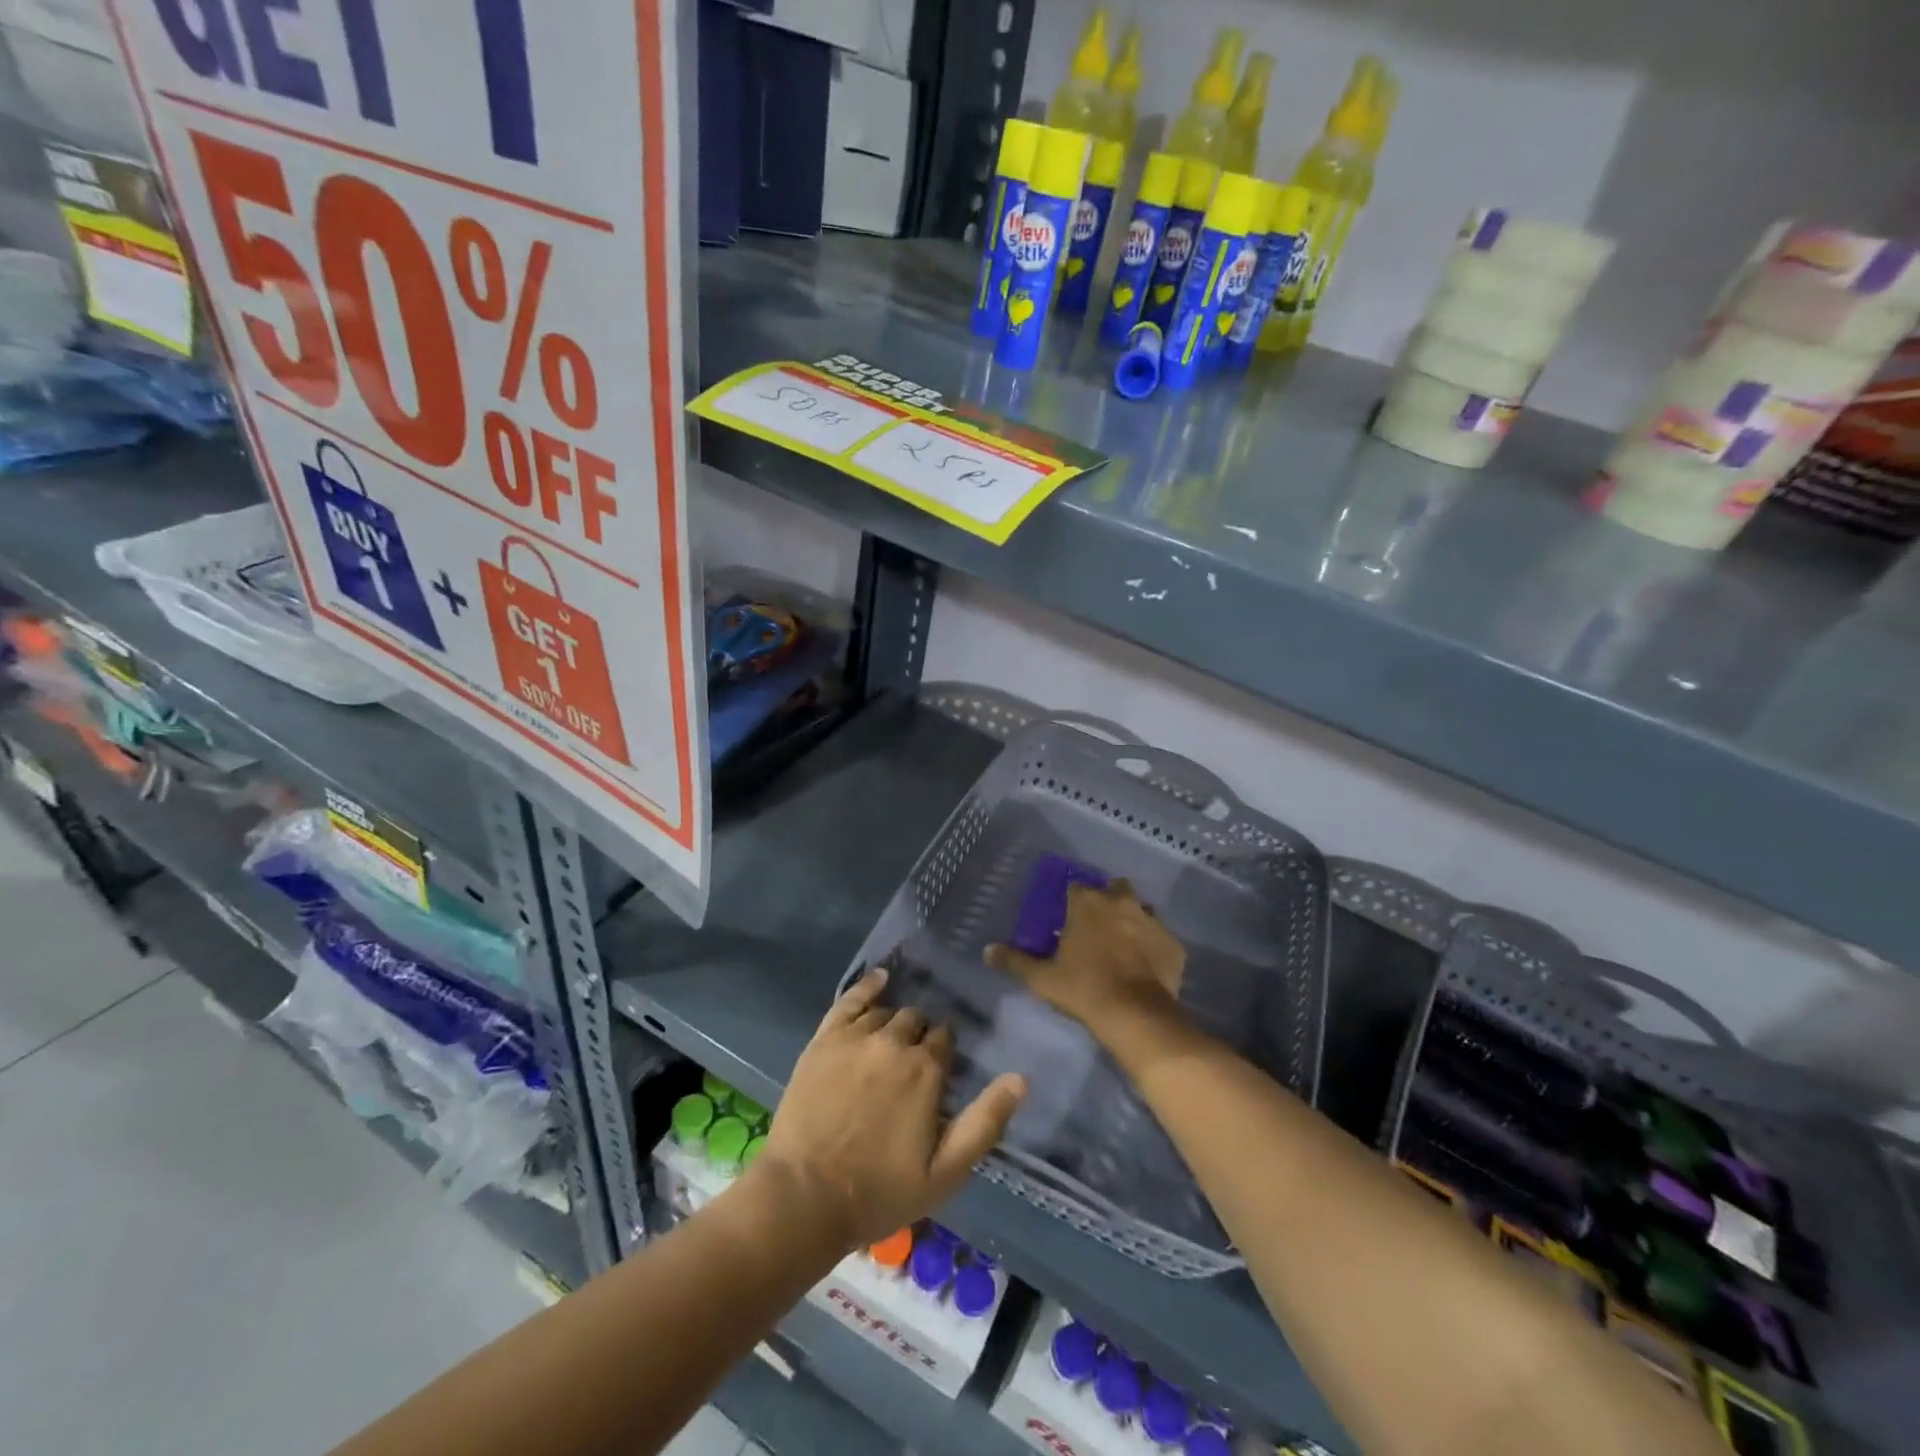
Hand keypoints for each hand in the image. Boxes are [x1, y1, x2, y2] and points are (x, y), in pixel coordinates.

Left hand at [752, 968, 1025, 1251]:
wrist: (805, 1197)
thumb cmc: (880, 1191)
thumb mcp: (945, 1172)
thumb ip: (985, 1122)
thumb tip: (1021, 1079)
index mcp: (926, 1070)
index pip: (944, 1040)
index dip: (944, 1055)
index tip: (938, 1074)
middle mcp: (894, 1042)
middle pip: (916, 1022)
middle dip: (919, 1038)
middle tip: (910, 1066)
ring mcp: (856, 1036)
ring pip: (886, 1012)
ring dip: (893, 1024)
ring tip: (888, 1044)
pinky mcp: (825, 1039)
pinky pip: (850, 1000)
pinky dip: (868, 986)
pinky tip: (879, 979)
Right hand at [986, 879, 1188, 1042]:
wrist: (1135, 1015)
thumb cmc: (1083, 989)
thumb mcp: (1042, 978)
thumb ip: (1015, 961)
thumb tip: (988, 950)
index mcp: (1087, 902)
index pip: (1076, 886)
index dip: (1072, 900)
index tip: (1068, 917)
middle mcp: (1121, 901)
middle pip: (1115, 889)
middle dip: (1108, 900)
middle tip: (1098, 926)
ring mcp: (1151, 920)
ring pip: (1142, 909)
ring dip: (1132, 920)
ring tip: (1123, 945)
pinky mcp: (1173, 943)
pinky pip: (1161, 938)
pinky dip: (1153, 946)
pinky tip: (1146, 966)